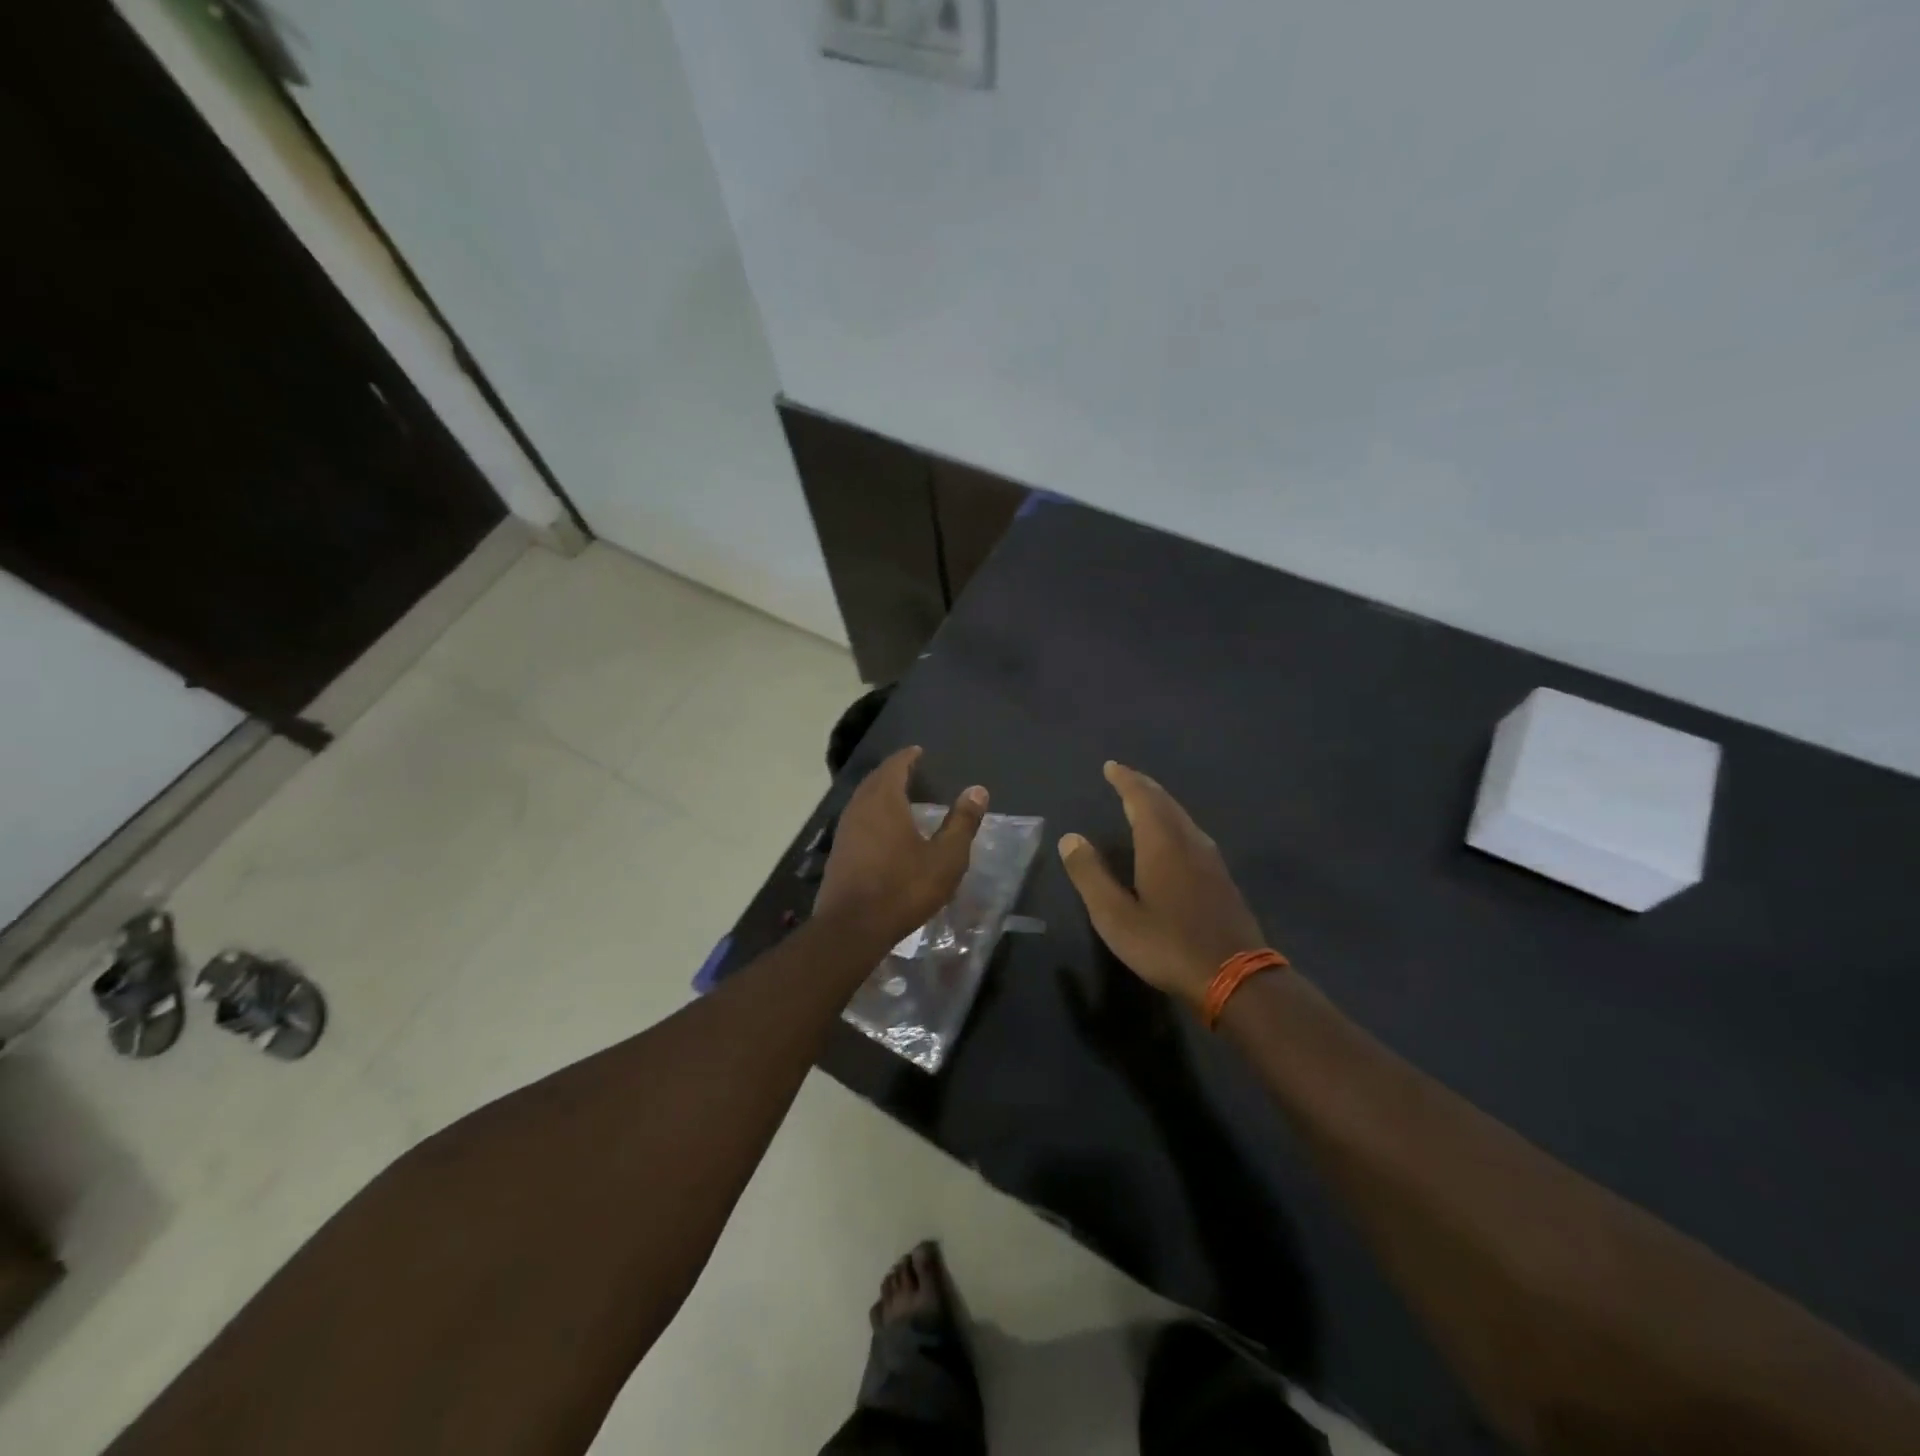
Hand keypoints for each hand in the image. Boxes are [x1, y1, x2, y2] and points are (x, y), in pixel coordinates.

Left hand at [816, 746, 987, 946]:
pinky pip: (857, 819)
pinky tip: (882, 829)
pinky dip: (871, 813)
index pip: (894, 766)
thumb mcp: (945, 857)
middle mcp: (860, 808)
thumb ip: (962, 822)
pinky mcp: (838, 852)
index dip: (907, 757)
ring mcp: (844, 830)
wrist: (852, 927)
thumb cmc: (903, 888)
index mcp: (884, 801)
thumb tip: (977, 790)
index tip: (918, 751)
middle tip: (910, 770)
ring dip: (879, 792)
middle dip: (892, 772)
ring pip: (863, 800)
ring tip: (898, 796)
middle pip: (875, 780)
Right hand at [1058, 762, 1265, 1008]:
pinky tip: (1171, 839)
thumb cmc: (1167, 945)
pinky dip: (1173, 823)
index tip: (1111, 766)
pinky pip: (1191, 833)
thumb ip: (1091, 875)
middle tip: (1124, 777)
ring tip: (1142, 801)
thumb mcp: (1115, 916)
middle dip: (1142, 787)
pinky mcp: (1221, 878)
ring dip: (1160, 803)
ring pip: (1181, 817)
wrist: (1236, 977)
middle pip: (1165, 802)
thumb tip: (1070, 838)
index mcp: (1162, 843)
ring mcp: (1210, 859)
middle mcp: (1188, 841)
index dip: (1125, 780)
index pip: (1141, 798)